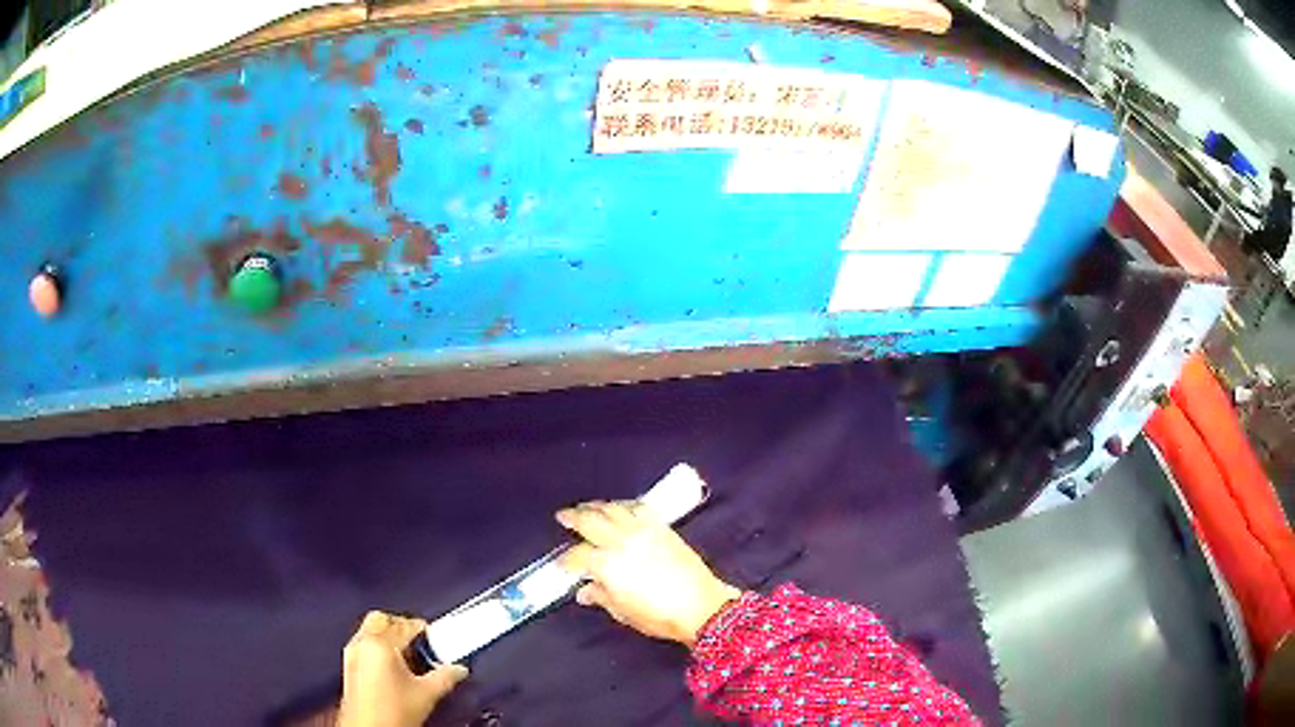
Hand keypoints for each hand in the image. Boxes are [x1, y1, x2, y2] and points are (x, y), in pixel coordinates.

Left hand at [337, 611, 467, 726]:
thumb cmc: (390, 715)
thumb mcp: (427, 694)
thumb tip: (458, 670)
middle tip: (421, 640)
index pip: (405, 625)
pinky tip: (394, 666)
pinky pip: (364, 644)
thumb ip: (445, 677)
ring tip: (409, 654)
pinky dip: (378, 647)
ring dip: (389, 636)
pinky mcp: (349, 666)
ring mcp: (353, 654)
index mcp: (381, 645)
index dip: (424, 629)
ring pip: (370, 630)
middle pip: (382, 620)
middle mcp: (363, 644)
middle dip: (402, 626)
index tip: (436, 636)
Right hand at [556, 501, 741, 645]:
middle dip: (573, 517)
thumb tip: (584, 591)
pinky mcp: (662, 527)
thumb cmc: (658, 615)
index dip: (566, 560)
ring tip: (587, 507)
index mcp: (607, 563)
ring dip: (596, 506)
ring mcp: (643, 530)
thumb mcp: (623, 612)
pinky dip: (624, 505)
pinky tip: (619, 508)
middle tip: (563, 516)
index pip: (578, 555)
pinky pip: (638, 507)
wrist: (701, 606)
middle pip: (590, 520)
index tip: (561, 564)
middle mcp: (621, 541)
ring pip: (613, 508)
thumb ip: (601, 597)